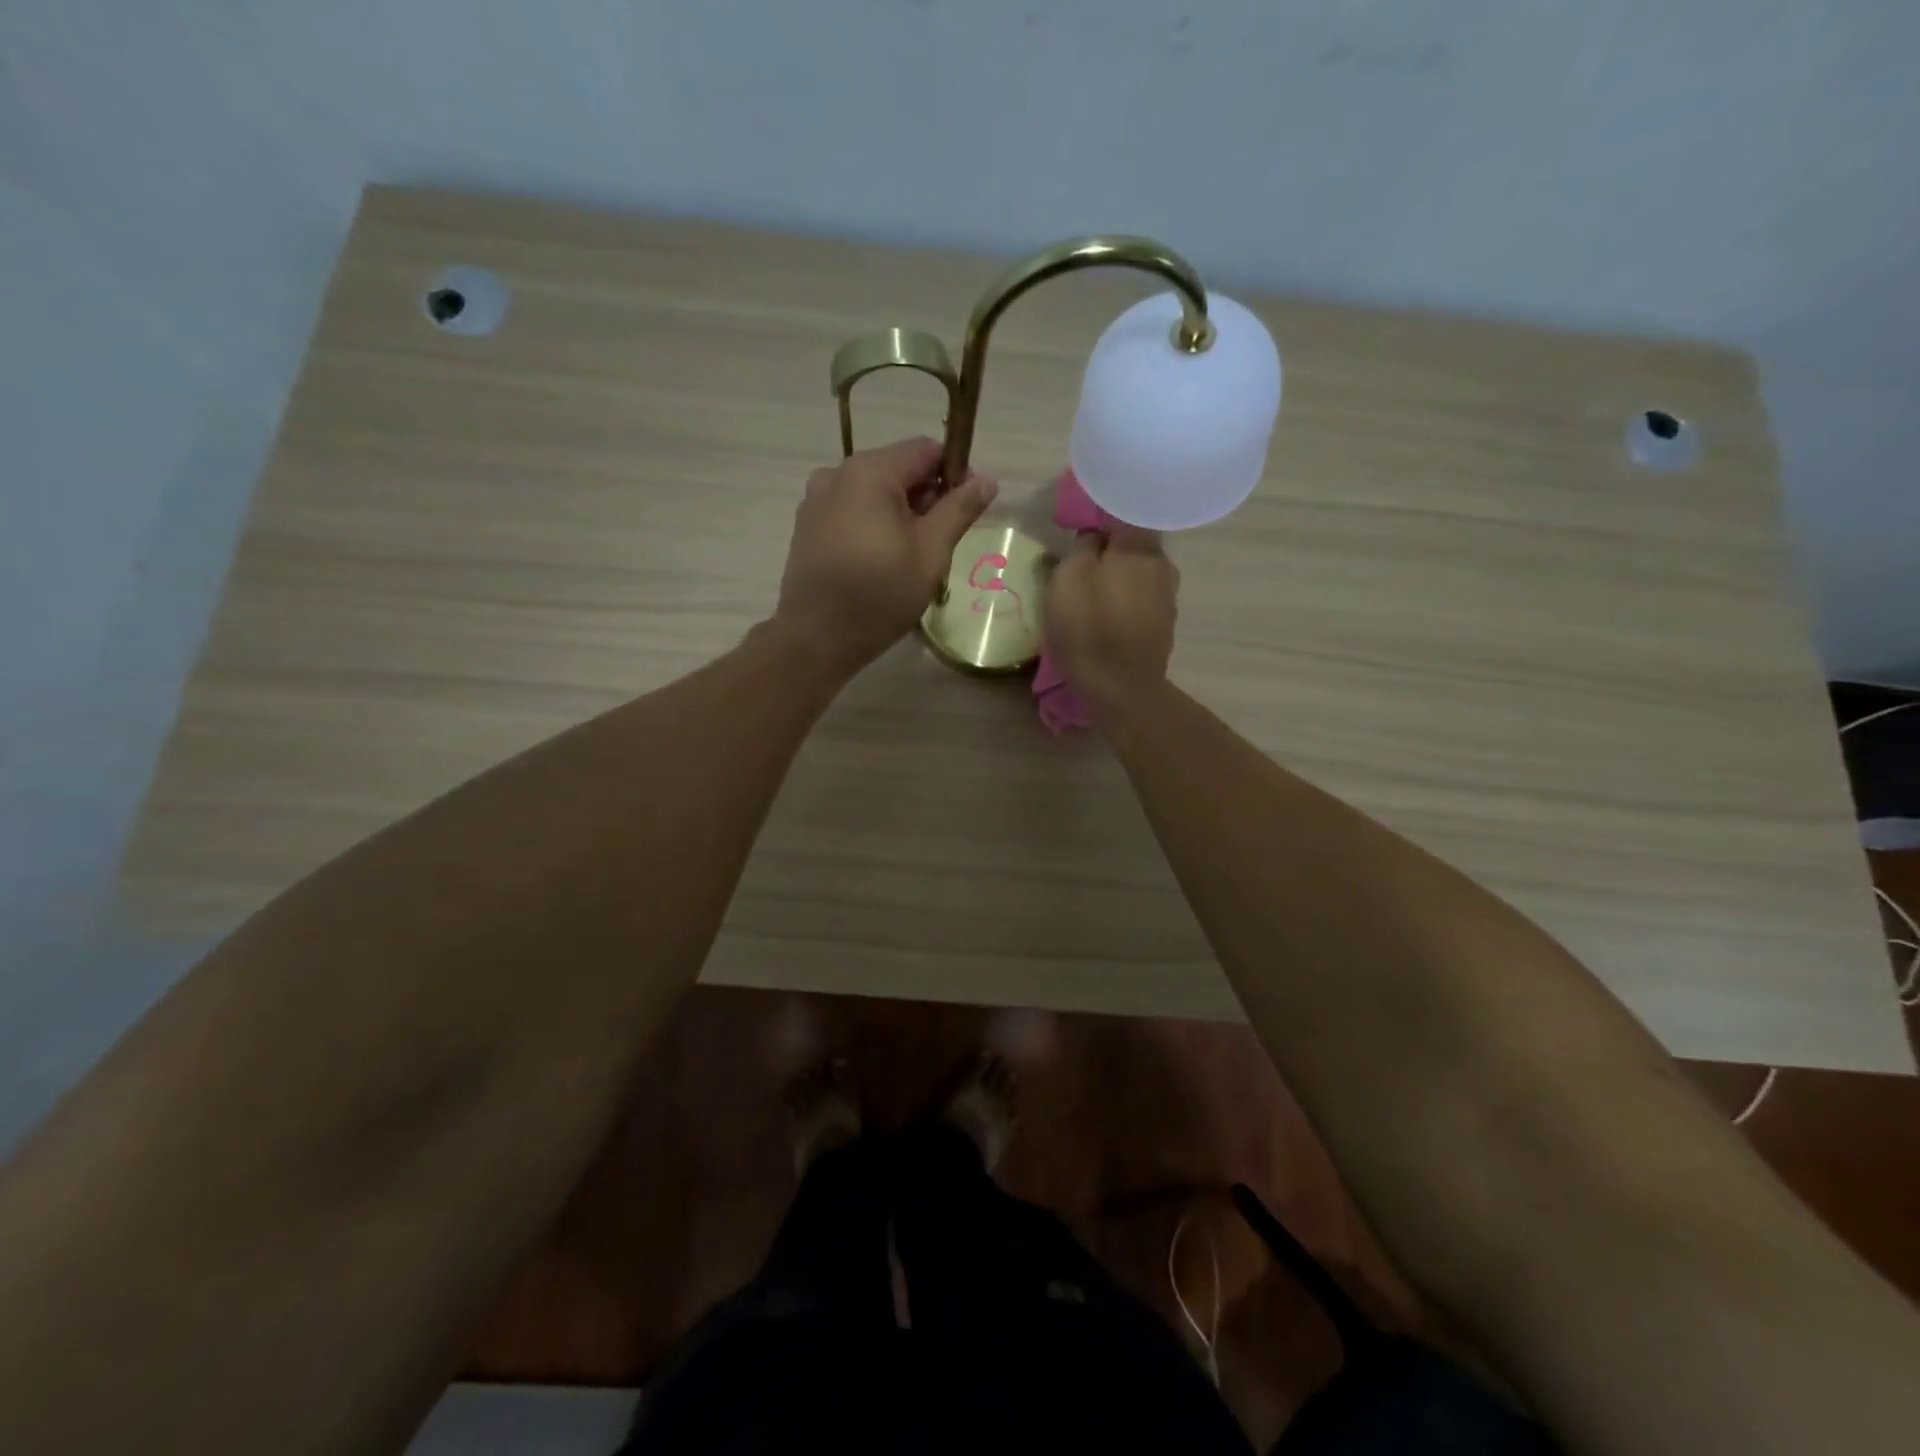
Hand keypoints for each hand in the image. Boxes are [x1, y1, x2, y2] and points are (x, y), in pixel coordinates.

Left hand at [773, 436, 997, 677]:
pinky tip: (879, 564)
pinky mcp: (807, 526)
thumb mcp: (930, 553)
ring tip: (911, 558)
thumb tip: (987, 480)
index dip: (955, 473)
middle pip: (897, 469)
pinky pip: (851, 512)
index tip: (967, 511)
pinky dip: (873, 526)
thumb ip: (959, 509)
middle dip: (926, 498)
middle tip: (941, 543)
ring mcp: (816, 500)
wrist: (815, 639)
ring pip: (874, 493)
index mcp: (869, 471)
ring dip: (900, 514)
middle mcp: (837, 473)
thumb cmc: (880, 594)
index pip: (926, 450)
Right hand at [1044, 526, 1178, 714]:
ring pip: (1138, 574)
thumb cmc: (1089, 627)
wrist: (1121, 687)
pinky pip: (1141, 600)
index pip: (1122, 513)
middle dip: (1109, 551)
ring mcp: (1167, 597)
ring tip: (1091, 594)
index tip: (1077, 529)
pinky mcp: (1164, 625)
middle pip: (1132, 545)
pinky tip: (1107, 617)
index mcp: (1140, 546)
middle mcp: (1162, 564)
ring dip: (1117, 579)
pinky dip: (1125, 602)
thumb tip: (1093, 535)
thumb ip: (1082, 546)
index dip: (1098, 518)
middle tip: (1079, 564)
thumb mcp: (1069, 578)